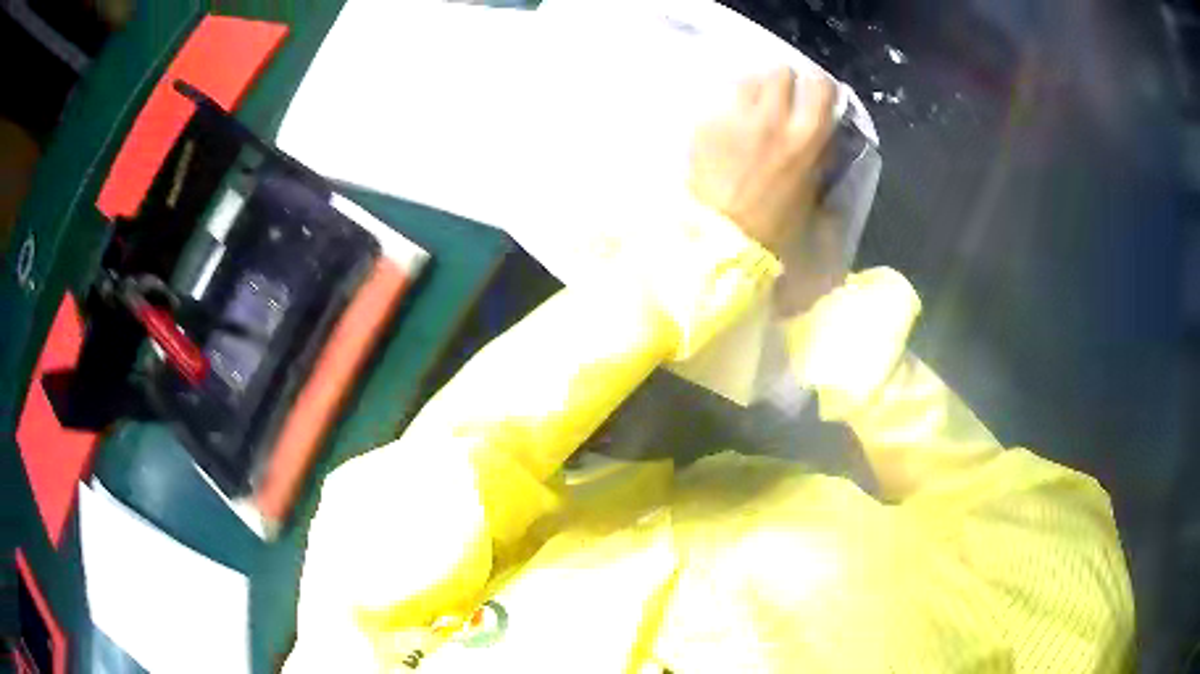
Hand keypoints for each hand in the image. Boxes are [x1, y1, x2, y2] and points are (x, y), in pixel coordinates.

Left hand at [688, 67, 835, 254]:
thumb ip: (821, 159)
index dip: (820, 86)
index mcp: (804, 138)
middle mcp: (771, 118)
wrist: (723, 237)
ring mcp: (736, 118)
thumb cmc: (775, 226)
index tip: (816, 94)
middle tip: (782, 99)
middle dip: (784, 82)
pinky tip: (729, 126)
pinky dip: (729, 108)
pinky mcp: (707, 124)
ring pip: (748, 79)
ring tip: (753, 107)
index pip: (820, 86)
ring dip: (755, 89)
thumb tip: (824, 139)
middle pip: (781, 72)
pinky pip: (721, 101)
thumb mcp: (812, 195)